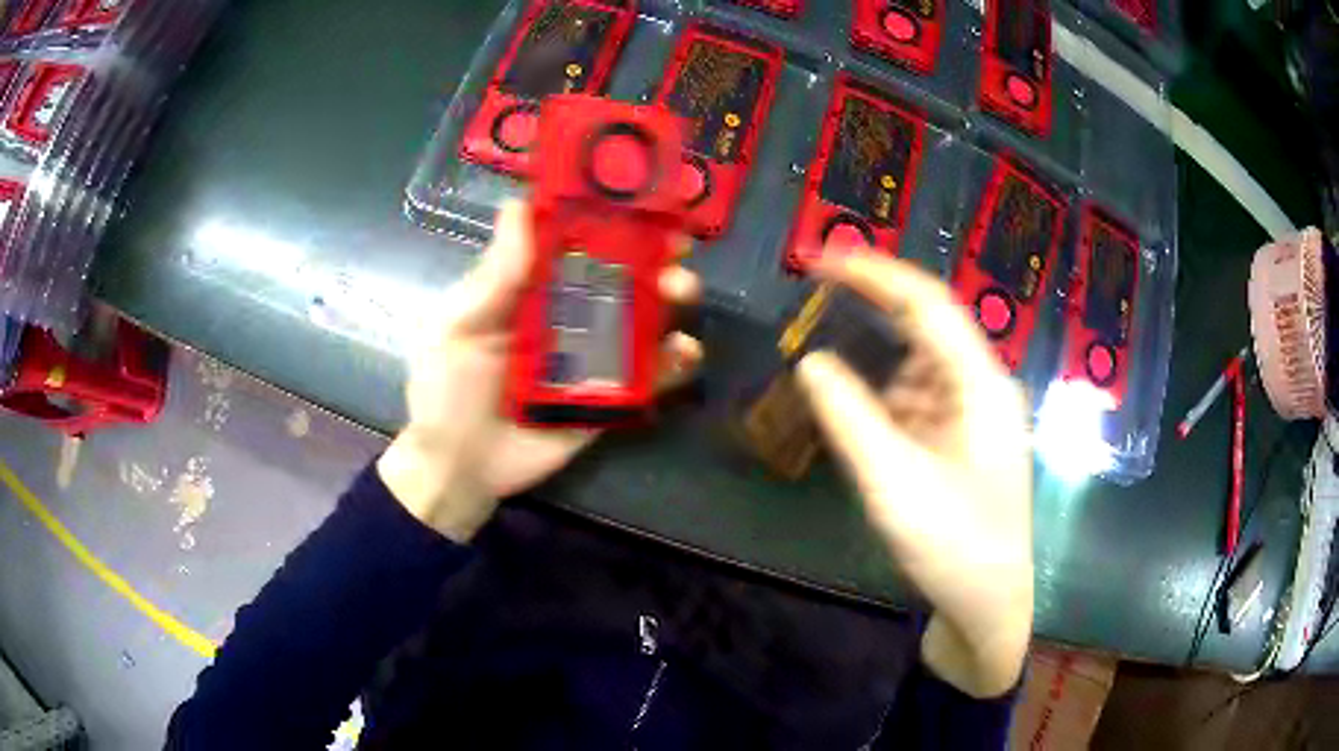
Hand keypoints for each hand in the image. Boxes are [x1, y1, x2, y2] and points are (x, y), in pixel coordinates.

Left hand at [378, 200, 702, 542]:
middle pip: (618, 277)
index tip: (640, 201)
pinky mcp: (609, 398)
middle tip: (676, 250)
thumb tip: (518, 205)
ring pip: (640, 320)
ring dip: (669, 299)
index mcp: (530, 289)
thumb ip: (495, 275)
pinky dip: (673, 362)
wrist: (460, 468)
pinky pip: (648, 377)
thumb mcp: (460, 326)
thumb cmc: (447, 390)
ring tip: (680, 292)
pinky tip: (684, 352)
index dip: (608, 219)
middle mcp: (566, 315)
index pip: (574, 242)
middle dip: (652, 257)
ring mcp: (591, 357)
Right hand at [795, 251, 1032, 697]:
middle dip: (873, 307)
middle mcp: (983, 388)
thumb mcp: (893, 481)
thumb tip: (811, 360)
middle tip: (815, 295)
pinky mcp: (963, 442)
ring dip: (876, 358)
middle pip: (927, 327)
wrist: (988, 606)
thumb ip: (848, 416)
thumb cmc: (952, 545)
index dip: (874, 273)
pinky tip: (857, 410)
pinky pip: (920, 400)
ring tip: (827, 355)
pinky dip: (885, 397)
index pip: (927, 304)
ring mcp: (975, 416)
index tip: (821, 258)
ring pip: (920, 365)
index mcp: (981, 385)